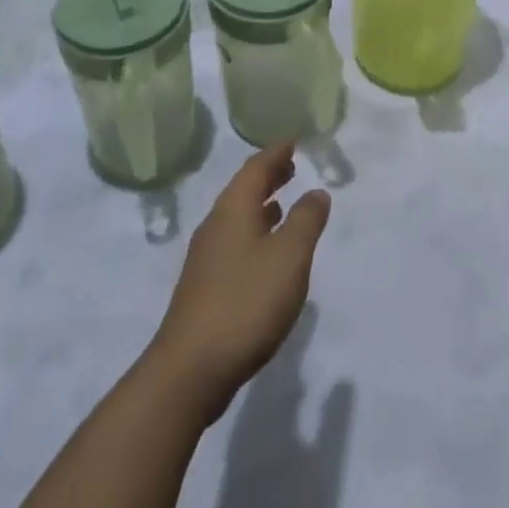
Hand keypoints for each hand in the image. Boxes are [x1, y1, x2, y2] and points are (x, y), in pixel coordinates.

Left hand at [147, 146, 330, 421]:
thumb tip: (317, 191)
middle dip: (268, 176)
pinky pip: (235, 240)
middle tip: (291, 165)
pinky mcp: (206, 285)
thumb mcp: (289, 258)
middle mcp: (216, 225)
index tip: (294, 140)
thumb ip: (306, 221)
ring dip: (262, 205)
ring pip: (238, 216)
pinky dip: (255, 231)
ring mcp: (207, 256)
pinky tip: (266, 252)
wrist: (191, 368)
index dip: (276, 152)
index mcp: (233, 209)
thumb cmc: (246, 302)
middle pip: (243, 189)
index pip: (256, 167)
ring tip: (283, 202)